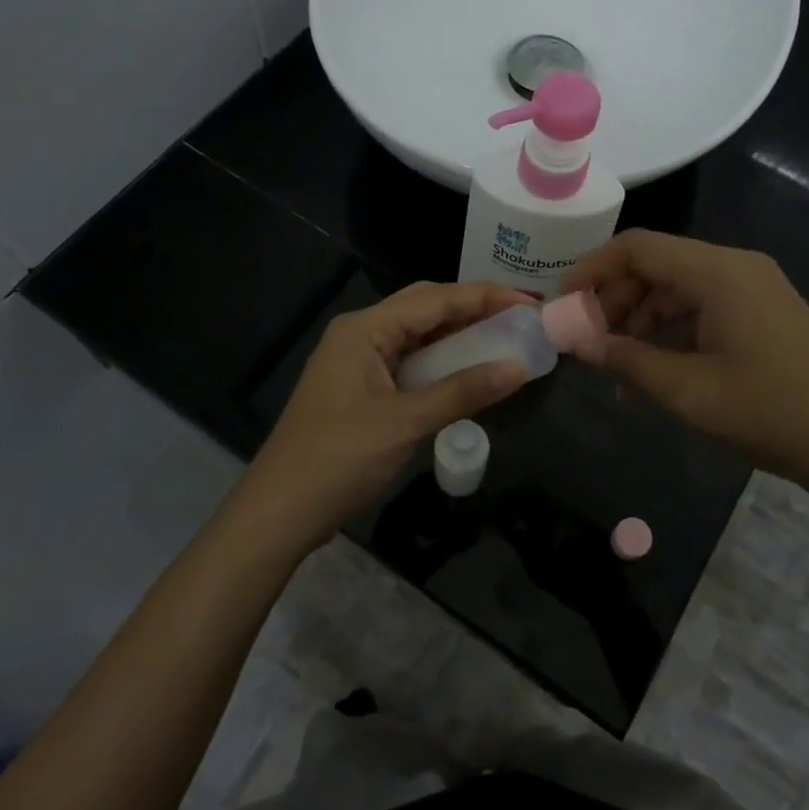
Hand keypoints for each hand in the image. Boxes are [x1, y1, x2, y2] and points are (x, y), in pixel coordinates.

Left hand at [234, 281, 531, 554]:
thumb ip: (463, 391)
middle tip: (520, 318)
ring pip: (417, 335)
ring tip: (503, 340)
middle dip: (473, 309)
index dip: (485, 297)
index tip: (529, 303)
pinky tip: (467, 372)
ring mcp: (357, 361)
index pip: (435, 298)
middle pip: (425, 308)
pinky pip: (408, 362)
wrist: (279, 512)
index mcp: (365, 328)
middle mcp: (360, 333)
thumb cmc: (339, 460)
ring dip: (457, 336)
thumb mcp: (406, 423)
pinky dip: (440, 363)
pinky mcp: (360, 387)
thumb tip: (520, 368)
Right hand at [560, 230, 808, 501]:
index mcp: (717, 272)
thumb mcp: (687, 390)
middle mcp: (735, 267)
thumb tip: (573, 339)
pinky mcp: (765, 312)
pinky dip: (673, 331)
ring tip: (615, 366)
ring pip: (678, 288)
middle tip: (586, 341)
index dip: (593, 269)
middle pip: (656, 266)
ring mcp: (754, 289)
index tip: (562, 303)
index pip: (637, 248)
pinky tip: (654, 372)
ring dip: (641, 320)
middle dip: (615, 300)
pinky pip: (704, 307)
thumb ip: (624, 359)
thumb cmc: (770, 412)